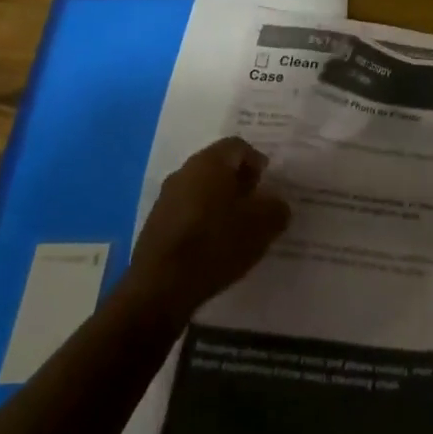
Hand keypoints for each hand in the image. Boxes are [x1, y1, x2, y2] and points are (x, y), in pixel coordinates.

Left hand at [123, 138, 290, 319]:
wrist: (161, 287)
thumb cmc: (217, 243)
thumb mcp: (262, 226)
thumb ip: (276, 208)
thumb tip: (276, 203)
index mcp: (210, 162)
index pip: (238, 146)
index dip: (257, 162)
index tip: (268, 184)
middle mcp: (185, 171)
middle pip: (217, 166)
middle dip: (238, 181)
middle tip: (256, 204)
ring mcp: (166, 198)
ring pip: (201, 189)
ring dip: (219, 201)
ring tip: (237, 227)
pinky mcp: (155, 224)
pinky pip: (187, 211)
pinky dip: (203, 220)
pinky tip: (213, 244)